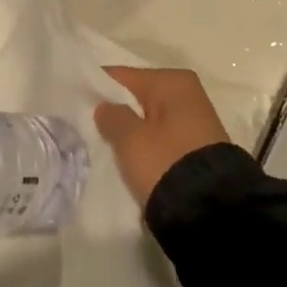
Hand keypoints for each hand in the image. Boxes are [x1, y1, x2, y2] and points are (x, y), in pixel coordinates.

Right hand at [94, 66, 232, 207]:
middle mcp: (188, 93)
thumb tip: (105, 106)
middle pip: (138, 97)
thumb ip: (112, 116)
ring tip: (106, 145)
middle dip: (116, 111)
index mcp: (173, 81)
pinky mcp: (196, 146)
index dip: (97, 88)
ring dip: (131, 130)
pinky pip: (161, 137)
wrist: (210, 210)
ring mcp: (195, 121)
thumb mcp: (131, 139)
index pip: (123, 76)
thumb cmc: (166, 162)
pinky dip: (146, 144)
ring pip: (149, 119)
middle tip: (87, 126)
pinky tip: (131, 157)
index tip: (75, 102)